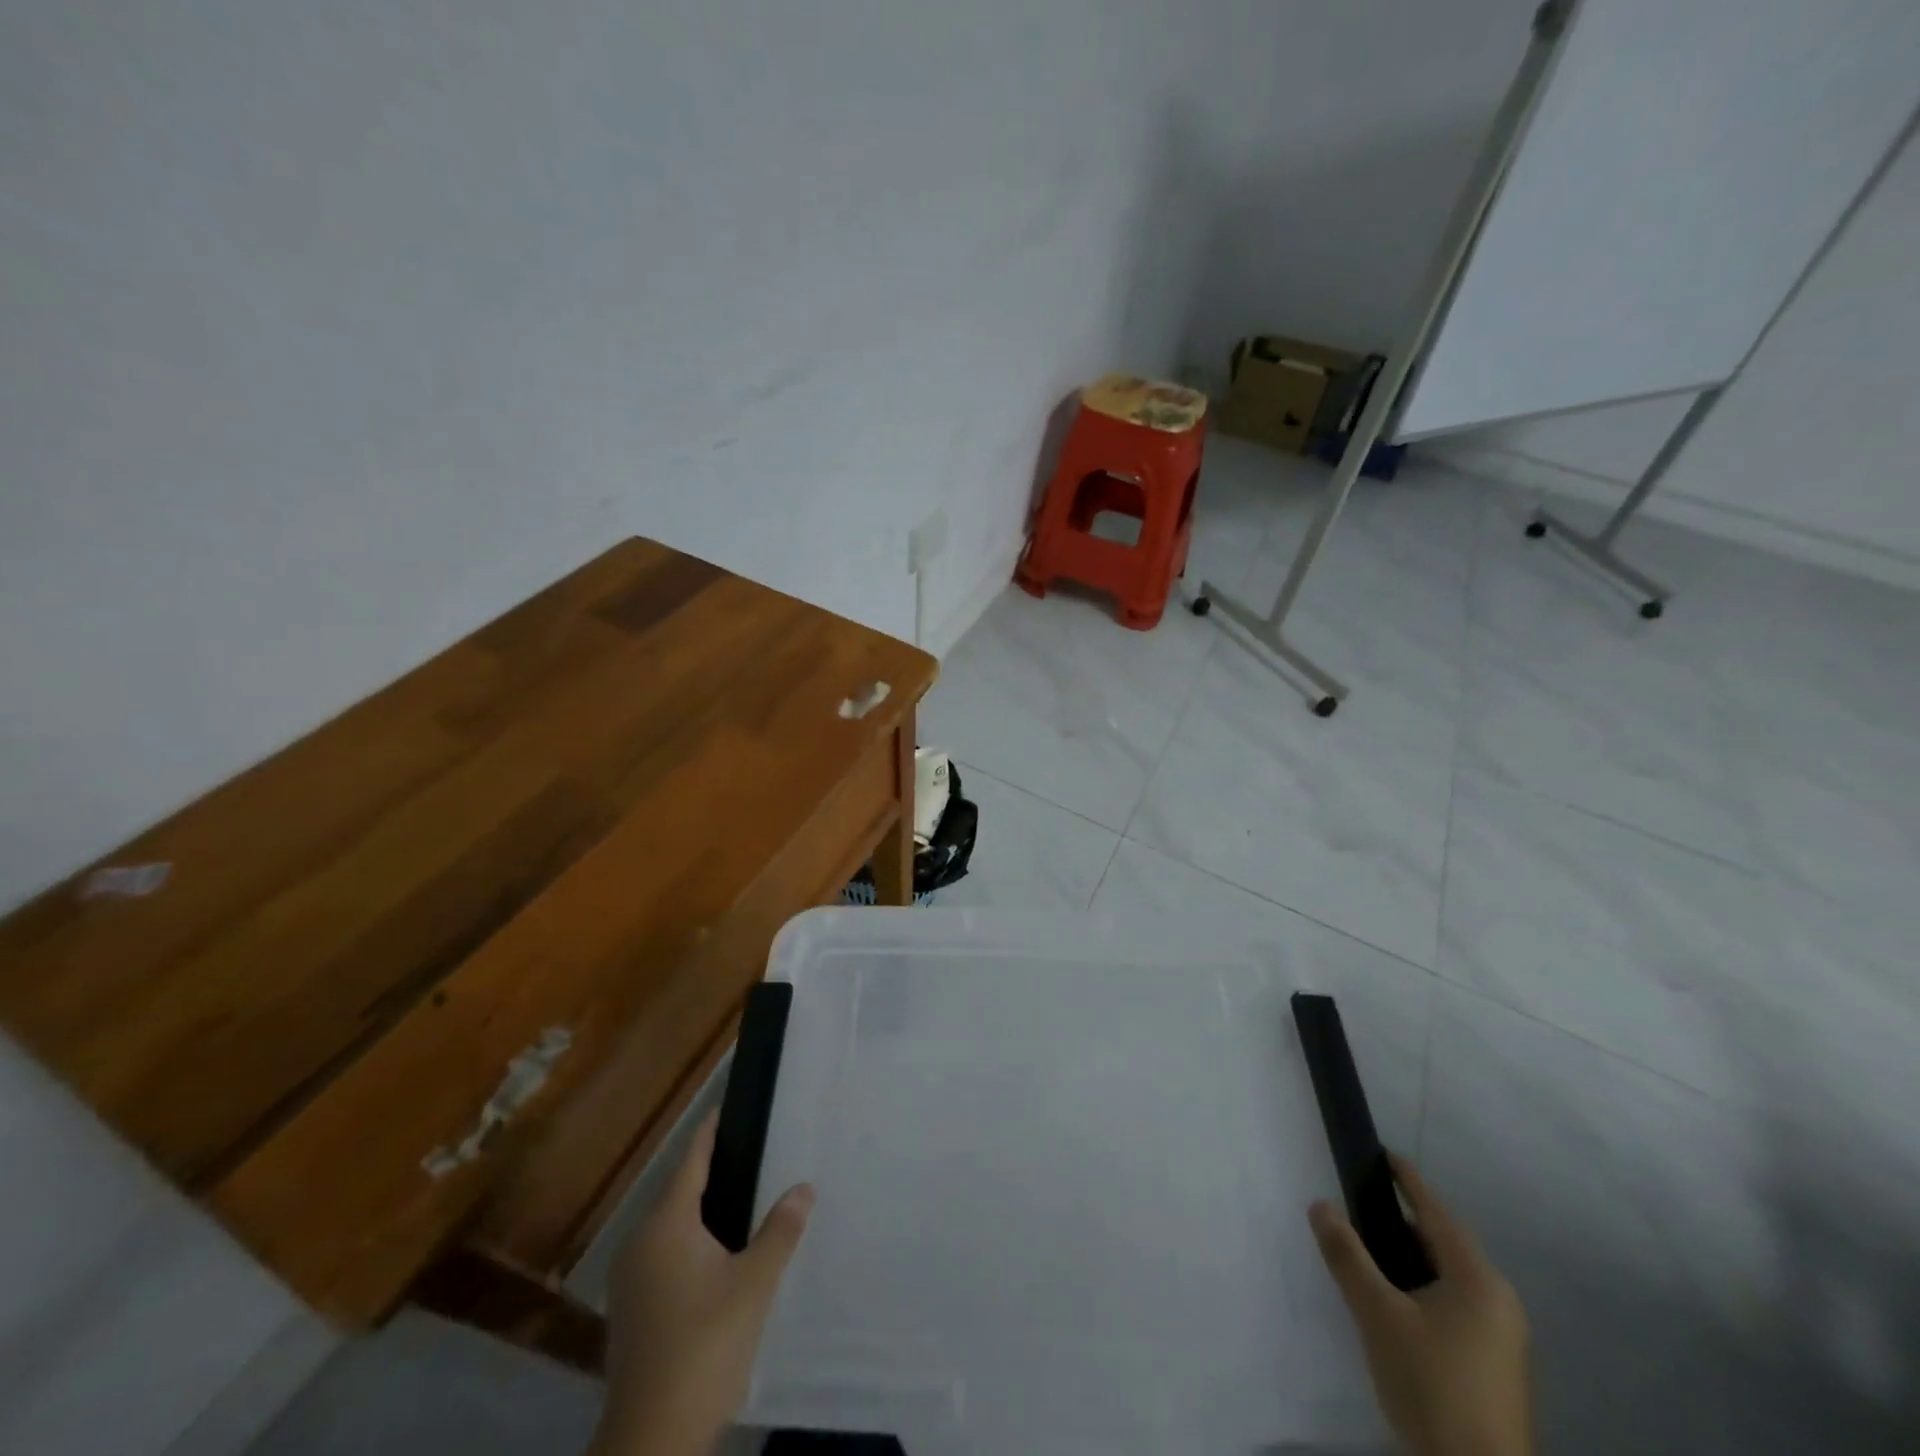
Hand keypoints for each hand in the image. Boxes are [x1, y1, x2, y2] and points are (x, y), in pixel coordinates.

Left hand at [592, 1111, 814, 1455]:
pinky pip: (665, 1254)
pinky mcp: (632, 1310)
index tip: (728, 1108)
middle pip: (679, 1191)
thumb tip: (804, 1186)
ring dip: (703, 1210)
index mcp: (666, 1224)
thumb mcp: (754, 1284)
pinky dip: (691, 1241)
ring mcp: (631, 1279)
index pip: (691, 1161)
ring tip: (744, 1198)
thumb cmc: (705, 1345)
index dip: (710, 1133)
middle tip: (754, 1153)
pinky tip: (719, 1254)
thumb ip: (780, 1230)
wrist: (651, 1440)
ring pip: (671, 1226)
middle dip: (713, 1171)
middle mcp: (641, 1242)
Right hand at [1309, 1154, 1531, 1455]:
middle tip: (1360, 1208)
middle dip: (1403, 1223)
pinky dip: (1423, 1290)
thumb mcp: (1378, 1315)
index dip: (1408, 1181)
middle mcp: (1499, 1301)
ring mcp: (1503, 1338)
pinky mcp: (1496, 1367)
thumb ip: (1347, 1256)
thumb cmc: (1432, 1385)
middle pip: (1444, 1245)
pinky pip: (1455, 1306)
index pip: (1436, 1212)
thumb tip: (1320, 1204)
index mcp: (1478, 1280)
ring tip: (1369, 1254)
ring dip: (1410, 1260)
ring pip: (1449, 1278)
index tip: (1384, 1154)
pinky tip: (1395, 1304)